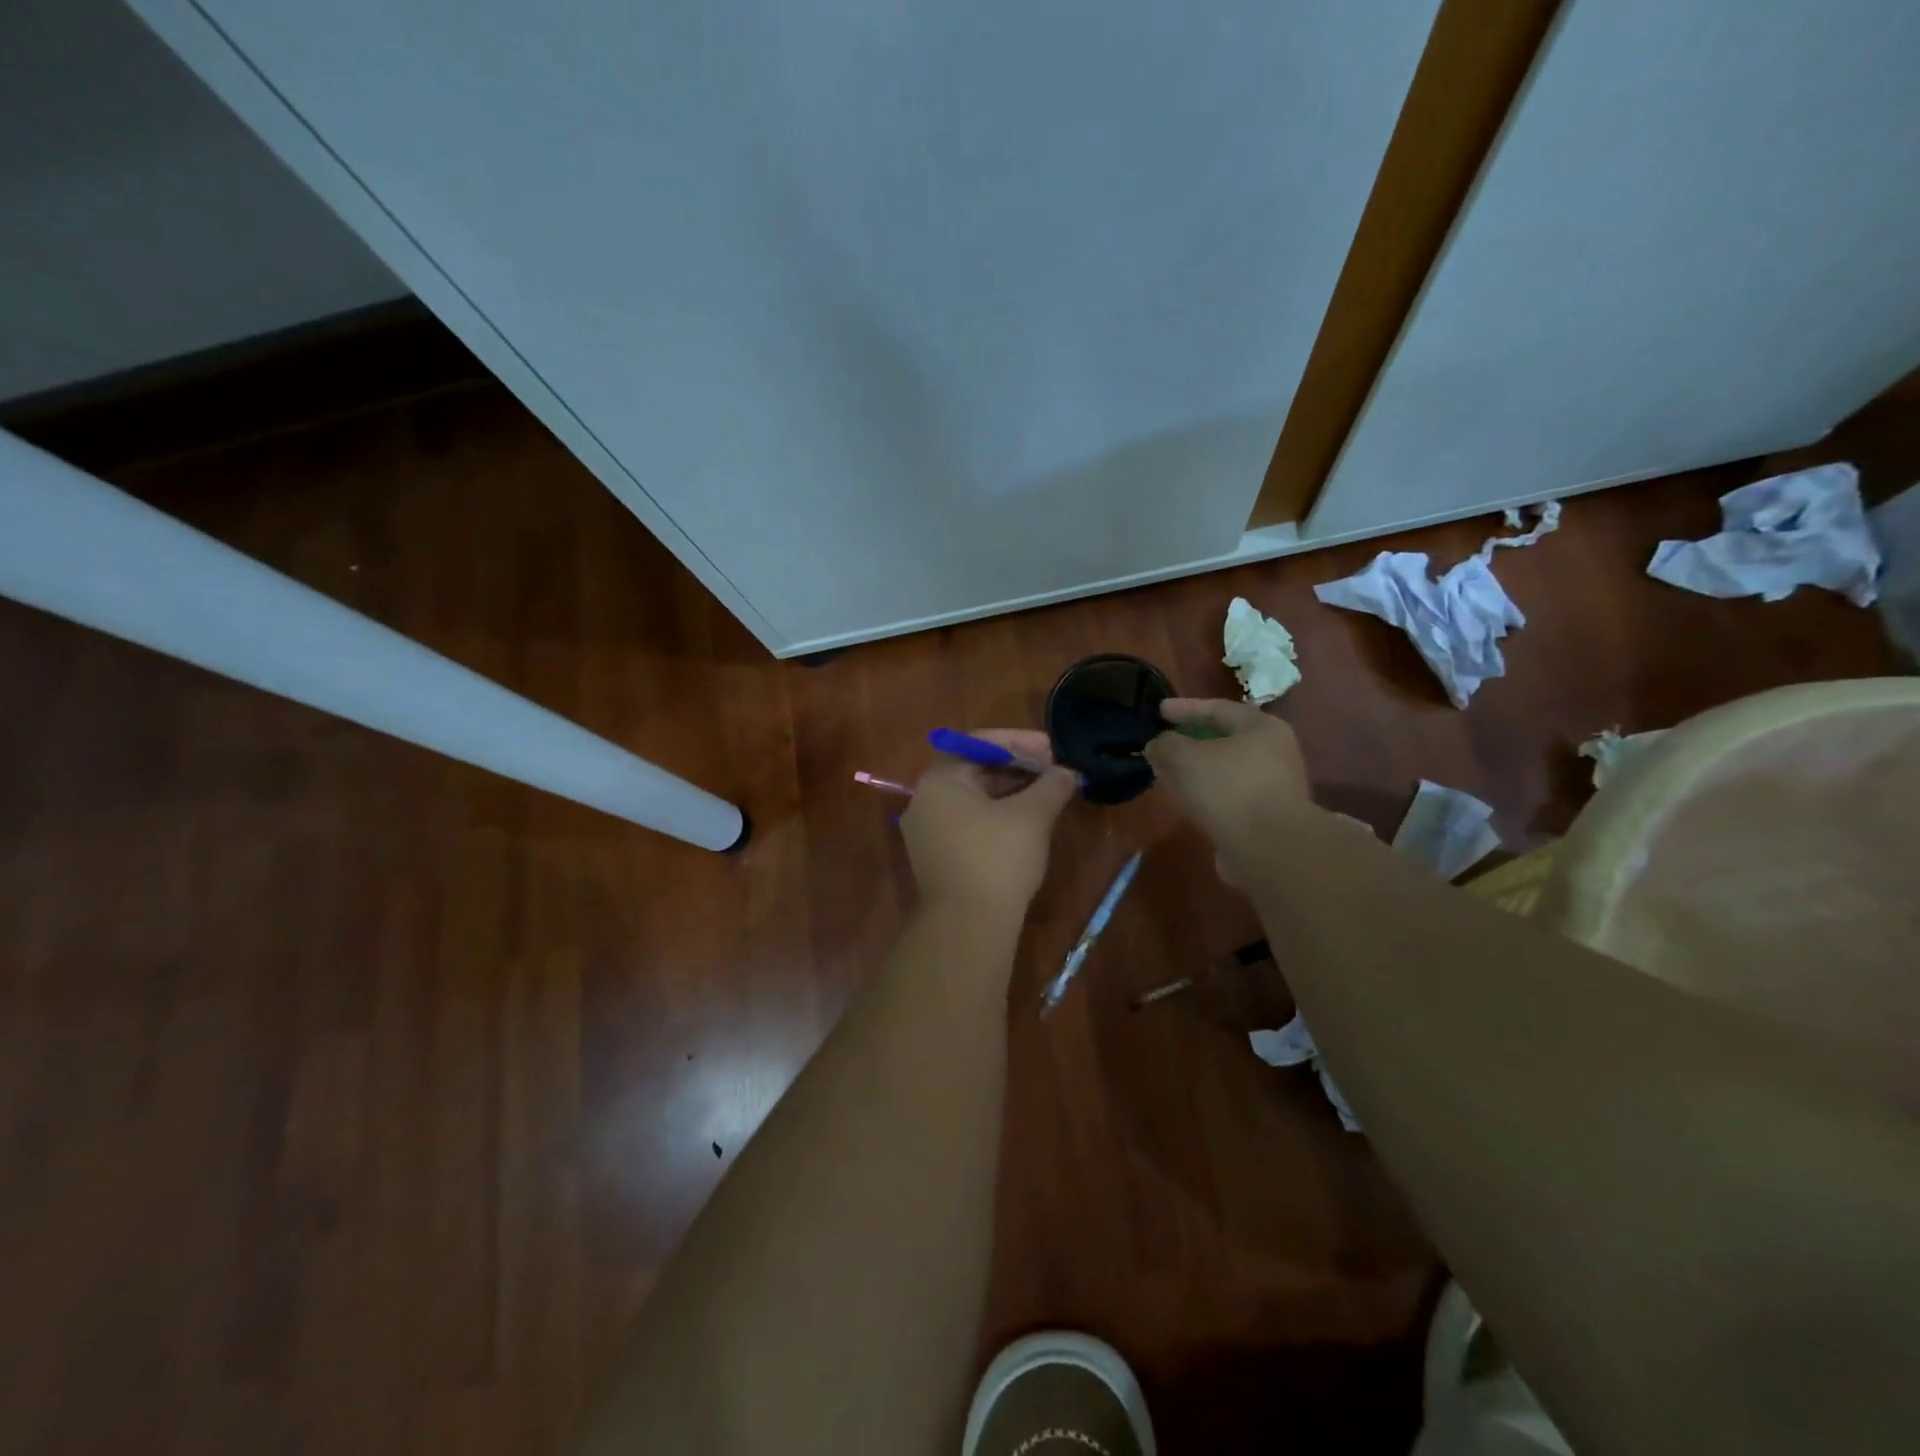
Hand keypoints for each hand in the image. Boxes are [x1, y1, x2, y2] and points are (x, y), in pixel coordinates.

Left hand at [901, 730, 1077, 915]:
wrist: (967, 925)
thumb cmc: (997, 858)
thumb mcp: (1032, 815)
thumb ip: (1052, 785)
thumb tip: (1068, 773)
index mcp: (940, 780)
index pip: (979, 744)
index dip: (1019, 742)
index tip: (1051, 748)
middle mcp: (925, 800)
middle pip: (975, 769)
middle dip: (1017, 766)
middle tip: (1053, 770)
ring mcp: (927, 831)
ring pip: (974, 798)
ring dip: (1010, 791)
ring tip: (1047, 793)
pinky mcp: (937, 857)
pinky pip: (969, 822)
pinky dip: (997, 815)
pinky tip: (1027, 822)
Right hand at [1143, 699, 1311, 873]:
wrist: (1270, 849)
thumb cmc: (1229, 789)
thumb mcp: (1184, 757)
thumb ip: (1165, 745)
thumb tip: (1157, 746)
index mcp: (1261, 728)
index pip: (1218, 708)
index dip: (1185, 708)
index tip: (1158, 711)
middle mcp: (1274, 753)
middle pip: (1224, 740)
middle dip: (1190, 743)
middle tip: (1163, 745)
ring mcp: (1273, 787)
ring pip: (1224, 771)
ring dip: (1196, 772)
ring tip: (1167, 775)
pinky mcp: (1267, 817)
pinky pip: (1228, 797)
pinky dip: (1205, 795)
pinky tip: (1186, 803)